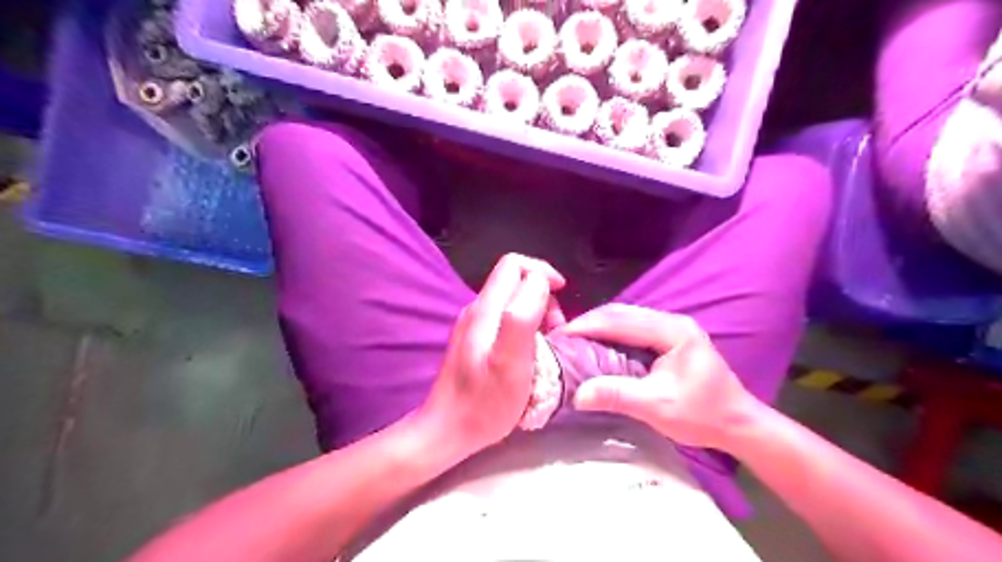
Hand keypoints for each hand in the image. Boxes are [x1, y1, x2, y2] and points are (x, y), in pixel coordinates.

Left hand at [420, 252, 566, 458]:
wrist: (446, 430)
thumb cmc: (483, 402)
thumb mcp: (510, 361)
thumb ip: (522, 316)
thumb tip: (540, 281)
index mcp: (486, 309)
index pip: (514, 265)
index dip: (542, 272)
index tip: (563, 296)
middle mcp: (477, 310)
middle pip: (515, 281)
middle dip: (543, 296)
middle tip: (556, 331)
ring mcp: (474, 325)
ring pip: (513, 301)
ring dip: (538, 314)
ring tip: (549, 345)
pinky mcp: (475, 340)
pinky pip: (507, 319)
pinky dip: (527, 327)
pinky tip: (532, 353)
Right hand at [563, 303, 759, 452]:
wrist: (737, 423)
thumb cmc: (702, 415)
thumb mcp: (658, 408)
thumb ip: (618, 396)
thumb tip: (578, 394)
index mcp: (672, 331)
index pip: (621, 321)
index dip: (587, 325)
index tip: (559, 335)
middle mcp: (671, 321)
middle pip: (621, 313)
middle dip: (589, 322)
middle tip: (561, 336)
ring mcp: (670, 327)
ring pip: (625, 318)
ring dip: (597, 326)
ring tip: (572, 339)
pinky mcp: (667, 338)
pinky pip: (631, 328)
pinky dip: (609, 333)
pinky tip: (595, 344)